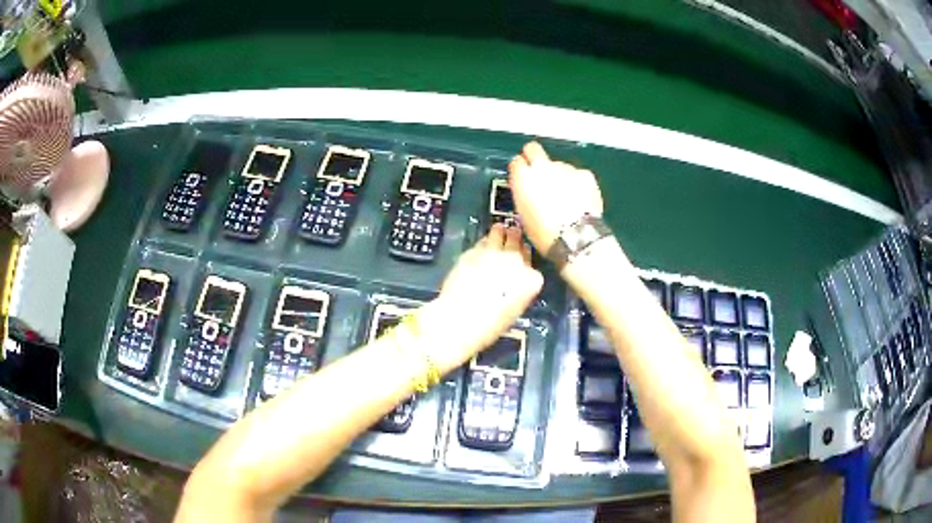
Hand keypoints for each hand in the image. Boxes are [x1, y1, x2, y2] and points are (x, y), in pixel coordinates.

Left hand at [423, 224, 542, 368]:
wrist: (460, 319)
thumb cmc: (489, 326)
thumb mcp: (514, 310)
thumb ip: (518, 291)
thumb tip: (512, 283)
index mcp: (531, 280)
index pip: (532, 263)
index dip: (526, 259)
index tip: (522, 259)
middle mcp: (516, 261)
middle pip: (518, 242)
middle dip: (515, 238)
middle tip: (513, 235)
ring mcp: (494, 253)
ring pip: (500, 234)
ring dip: (500, 233)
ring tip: (499, 230)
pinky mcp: (473, 251)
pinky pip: (482, 241)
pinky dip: (484, 242)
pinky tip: (483, 244)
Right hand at [508, 142, 603, 252]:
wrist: (576, 238)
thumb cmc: (545, 233)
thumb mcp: (524, 214)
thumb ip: (524, 194)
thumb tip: (528, 189)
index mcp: (523, 178)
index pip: (515, 161)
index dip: (520, 169)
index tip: (523, 177)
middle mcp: (542, 167)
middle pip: (533, 149)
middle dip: (534, 157)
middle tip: (540, 174)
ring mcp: (565, 168)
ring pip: (558, 165)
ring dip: (559, 176)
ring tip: (565, 197)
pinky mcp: (584, 174)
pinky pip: (577, 174)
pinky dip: (578, 183)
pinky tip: (579, 199)